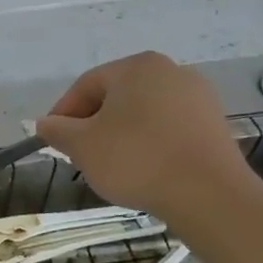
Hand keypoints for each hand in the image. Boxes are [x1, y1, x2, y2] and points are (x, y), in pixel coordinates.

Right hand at [36, 51, 253, 219]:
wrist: (210, 196)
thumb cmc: (136, 159)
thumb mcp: (81, 145)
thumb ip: (57, 129)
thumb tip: (46, 124)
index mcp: (136, 67)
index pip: (85, 86)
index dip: (63, 114)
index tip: (54, 141)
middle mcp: (171, 72)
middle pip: (115, 97)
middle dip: (93, 124)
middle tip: (80, 153)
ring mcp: (199, 97)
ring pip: (142, 113)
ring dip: (121, 134)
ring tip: (111, 165)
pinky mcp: (216, 125)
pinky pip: (168, 128)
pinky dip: (150, 143)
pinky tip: (143, 168)